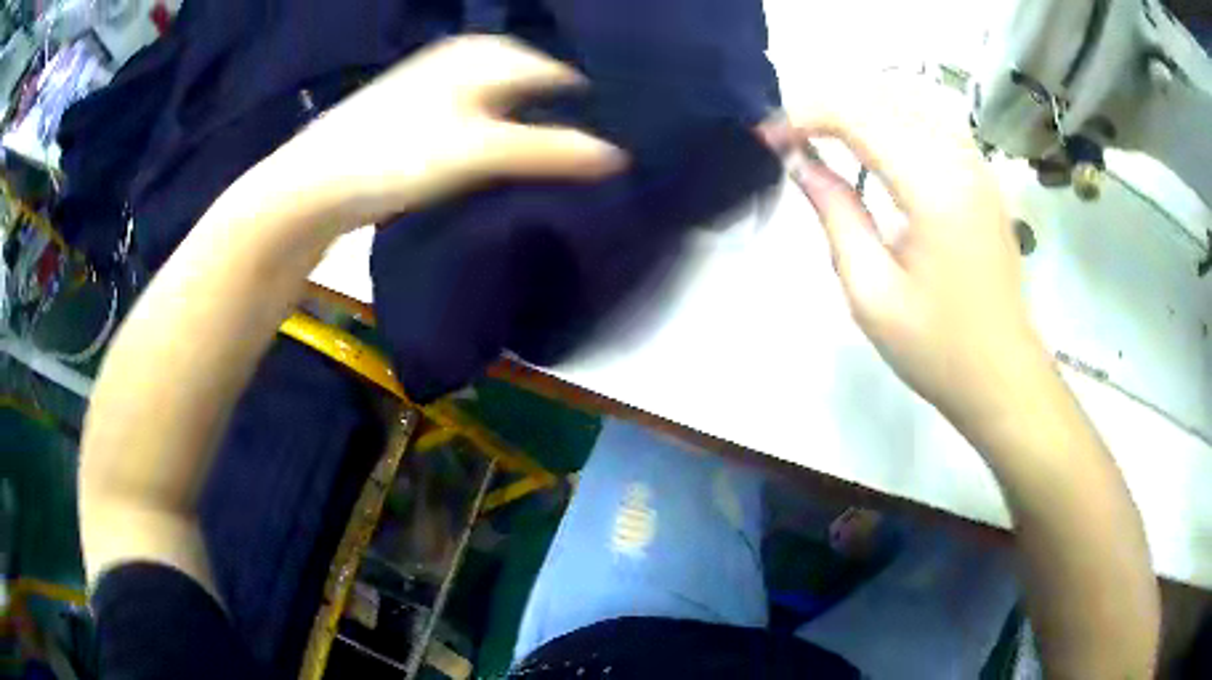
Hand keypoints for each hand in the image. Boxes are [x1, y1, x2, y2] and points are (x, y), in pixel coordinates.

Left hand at [279, 35, 625, 227]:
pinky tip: (505, 162)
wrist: (314, 187)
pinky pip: (477, 120)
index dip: (589, 102)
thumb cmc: (397, 155)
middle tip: (594, 152)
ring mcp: (437, 87)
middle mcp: (463, 60)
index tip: (619, 139)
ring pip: (503, 101)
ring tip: (559, 160)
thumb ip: (548, 150)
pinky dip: (498, 138)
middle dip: (561, 113)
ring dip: (530, 127)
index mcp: (483, 54)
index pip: (557, 70)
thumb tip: (618, 156)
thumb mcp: (479, 151)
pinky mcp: (418, 118)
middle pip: (530, 83)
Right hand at [767, 80, 1050, 424]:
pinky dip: (895, 113)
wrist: (1004, 376)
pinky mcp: (984, 176)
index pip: (856, 114)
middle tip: (791, 137)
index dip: (803, 114)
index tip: (768, 137)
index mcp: (933, 187)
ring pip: (910, 96)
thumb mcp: (871, 294)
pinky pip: (934, 118)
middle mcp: (959, 159)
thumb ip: (835, 214)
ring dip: (861, 103)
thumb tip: (800, 163)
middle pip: (882, 93)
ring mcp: (978, 164)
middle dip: (827, 103)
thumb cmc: (938, 348)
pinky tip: (876, 140)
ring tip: (825, 134)